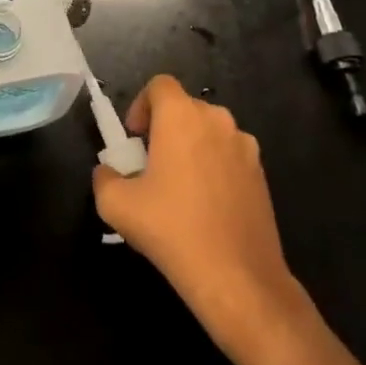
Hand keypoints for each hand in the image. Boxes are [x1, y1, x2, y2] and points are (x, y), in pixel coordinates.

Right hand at [92, 75, 307, 349]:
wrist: (239, 279)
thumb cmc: (173, 230)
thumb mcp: (117, 205)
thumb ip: (104, 178)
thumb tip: (108, 172)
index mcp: (181, 116)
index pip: (159, 85)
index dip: (141, 105)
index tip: (134, 139)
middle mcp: (216, 120)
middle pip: (184, 108)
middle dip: (164, 128)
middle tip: (151, 165)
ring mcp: (244, 147)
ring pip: (209, 132)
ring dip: (191, 147)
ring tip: (179, 188)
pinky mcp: (262, 174)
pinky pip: (229, 156)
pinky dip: (214, 168)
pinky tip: (207, 207)